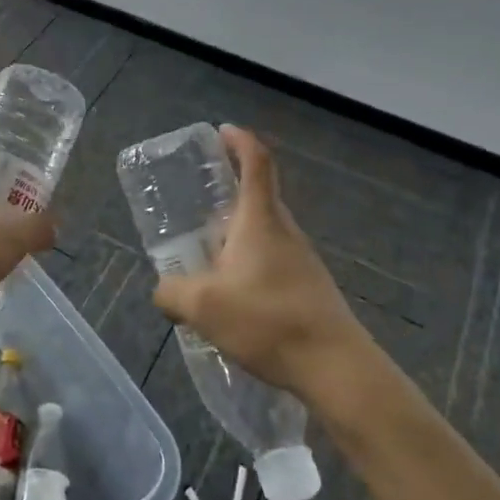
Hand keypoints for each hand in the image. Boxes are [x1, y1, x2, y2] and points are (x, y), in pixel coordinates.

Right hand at [152, 126, 373, 402]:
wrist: (336, 368)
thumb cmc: (268, 321)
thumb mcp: (203, 306)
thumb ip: (172, 293)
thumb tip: (162, 290)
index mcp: (261, 220)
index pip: (257, 162)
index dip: (240, 140)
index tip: (221, 131)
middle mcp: (285, 231)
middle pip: (259, 195)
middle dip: (229, 189)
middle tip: (197, 200)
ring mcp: (301, 260)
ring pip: (264, 231)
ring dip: (236, 232)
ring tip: (205, 255)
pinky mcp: (309, 287)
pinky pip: (272, 260)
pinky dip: (248, 262)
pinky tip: (231, 295)